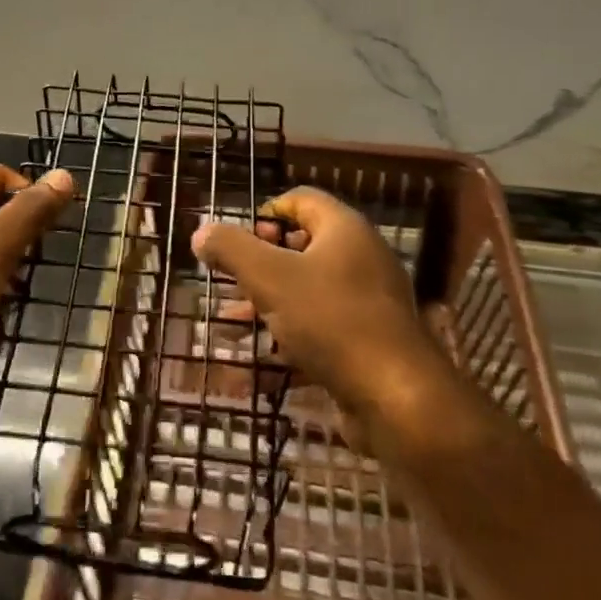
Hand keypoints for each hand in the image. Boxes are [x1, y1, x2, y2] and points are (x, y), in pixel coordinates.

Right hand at [192, 187, 442, 419]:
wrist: (399, 399)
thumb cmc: (331, 320)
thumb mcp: (270, 278)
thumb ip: (232, 250)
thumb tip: (201, 232)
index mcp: (344, 229)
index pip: (300, 200)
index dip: (265, 214)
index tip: (236, 242)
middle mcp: (360, 258)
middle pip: (300, 249)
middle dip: (258, 268)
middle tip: (227, 285)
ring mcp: (367, 303)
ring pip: (305, 295)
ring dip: (265, 308)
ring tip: (229, 328)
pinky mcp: (367, 345)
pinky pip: (318, 332)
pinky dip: (286, 343)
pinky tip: (253, 369)